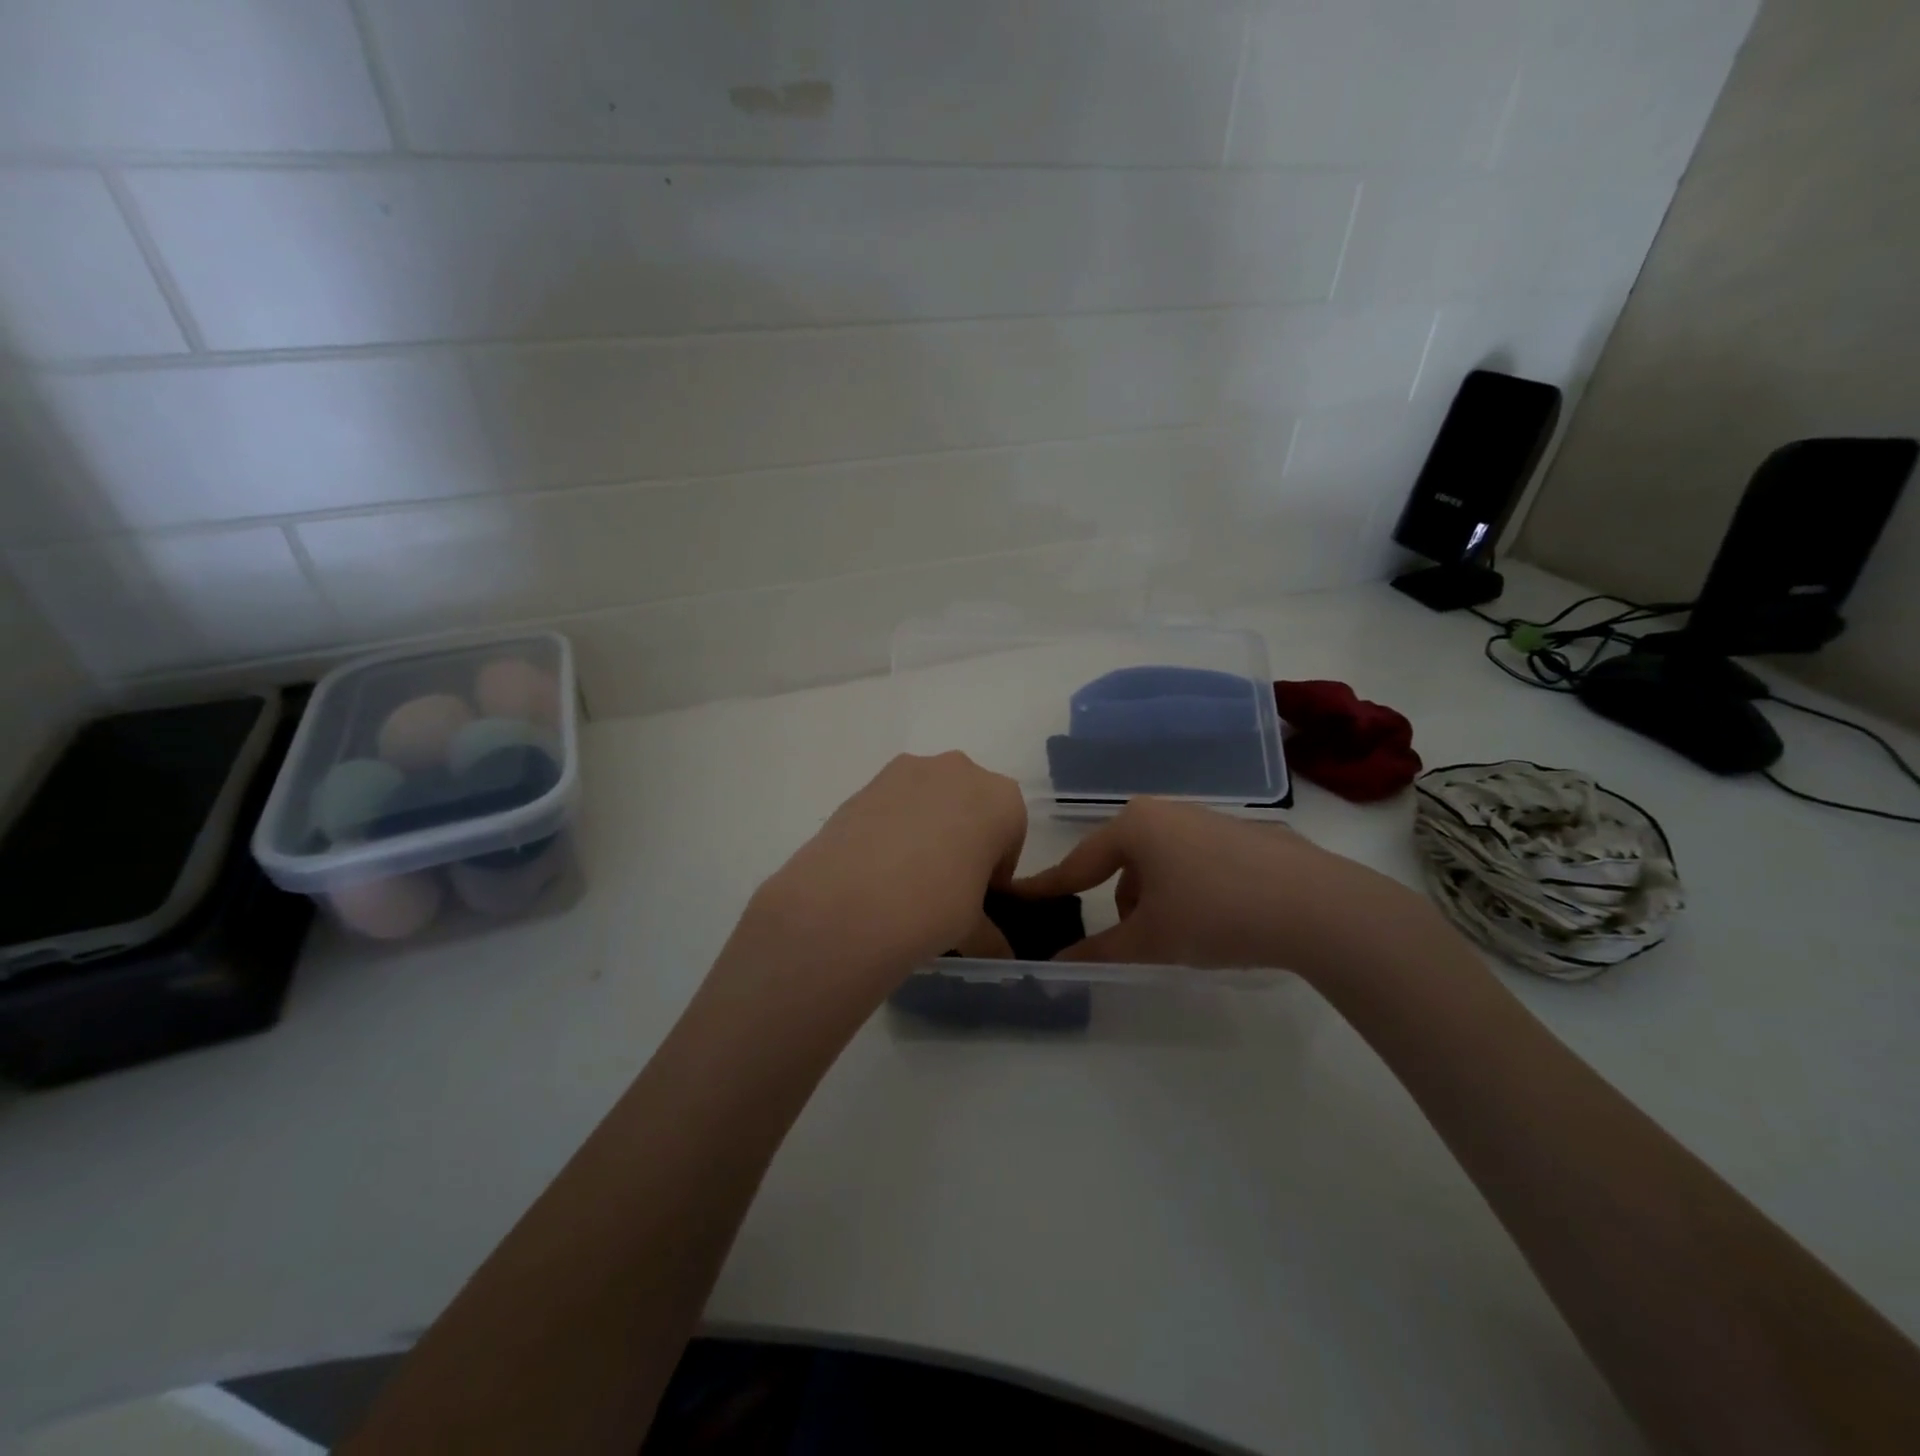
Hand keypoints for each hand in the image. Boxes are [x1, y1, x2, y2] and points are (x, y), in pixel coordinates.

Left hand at [741, 753, 1026, 994]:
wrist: (854, 899)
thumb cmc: (937, 905)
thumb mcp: (973, 927)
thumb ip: (990, 933)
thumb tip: (999, 954)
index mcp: (1002, 800)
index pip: (1009, 834)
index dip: (995, 867)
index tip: (979, 894)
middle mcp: (961, 771)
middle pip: (970, 805)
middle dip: (962, 837)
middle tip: (944, 882)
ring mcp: (911, 769)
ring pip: (930, 797)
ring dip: (926, 826)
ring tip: (904, 875)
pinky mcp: (869, 781)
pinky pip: (893, 802)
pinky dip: (892, 825)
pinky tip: (876, 864)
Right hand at [1014, 798, 1427, 977]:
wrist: (1317, 906)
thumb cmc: (1215, 914)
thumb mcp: (1151, 940)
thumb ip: (1099, 951)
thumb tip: (1058, 964)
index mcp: (1135, 826)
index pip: (1079, 862)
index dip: (1050, 886)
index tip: (1022, 897)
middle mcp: (1166, 811)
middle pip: (1123, 862)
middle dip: (1121, 903)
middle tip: (1137, 941)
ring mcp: (1208, 818)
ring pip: (1161, 863)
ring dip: (1157, 899)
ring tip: (1185, 937)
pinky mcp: (1244, 834)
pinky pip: (1196, 862)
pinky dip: (1191, 890)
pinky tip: (1220, 919)